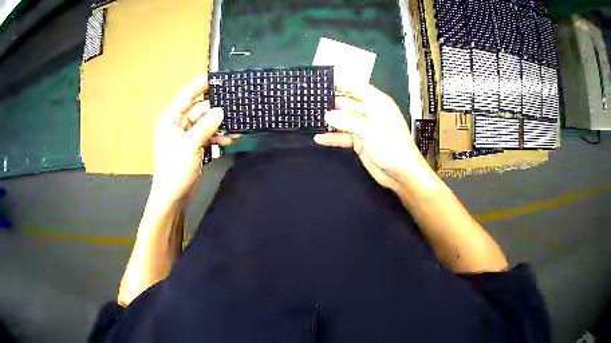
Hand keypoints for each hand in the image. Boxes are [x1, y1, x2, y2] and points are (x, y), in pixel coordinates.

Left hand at [151, 76, 239, 204]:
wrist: (173, 197)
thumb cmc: (174, 171)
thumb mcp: (190, 146)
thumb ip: (205, 127)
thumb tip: (220, 110)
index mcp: (170, 120)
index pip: (186, 97)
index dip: (200, 86)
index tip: (216, 77)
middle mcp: (178, 125)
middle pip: (199, 111)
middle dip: (215, 112)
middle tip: (234, 108)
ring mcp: (187, 136)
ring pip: (206, 124)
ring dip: (219, 126)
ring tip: (235, 129)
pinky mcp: (194, 146)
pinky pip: (208, 135)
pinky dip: (218, 137)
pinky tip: (230, 140)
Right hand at [314, 79, 428, 189]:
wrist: (401, 174)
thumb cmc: (393, 147)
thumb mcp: (371, 130)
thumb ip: (348, 120)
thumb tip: (328, 115)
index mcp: (377, 103)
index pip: (356, 87)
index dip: (341, 81)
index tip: (323, 78)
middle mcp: (369, 112)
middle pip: (346, 103)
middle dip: (330, 102)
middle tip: (311, 100)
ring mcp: (364, 128)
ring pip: (342, 120)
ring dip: (329, 120)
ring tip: (310, 118)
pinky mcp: (359, 142)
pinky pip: (343, 136)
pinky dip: (332, 137)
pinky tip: (319, 138)